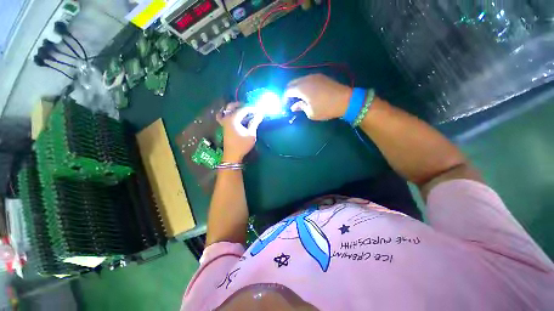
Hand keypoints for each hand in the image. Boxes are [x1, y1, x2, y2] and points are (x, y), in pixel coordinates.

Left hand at [217, 103, 263, 162]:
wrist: (232, 155)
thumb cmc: (242, 144)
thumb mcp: (251, 134)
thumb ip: (255, 122)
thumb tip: (260, 114)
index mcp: (233, 119)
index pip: (243, 109)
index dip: (252, 109)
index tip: (259, 110)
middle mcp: (227, 118)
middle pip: (232, 106)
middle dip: (242, 105)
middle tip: (251, 108)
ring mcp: (223, 122)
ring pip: (226, 110)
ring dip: (234, 108)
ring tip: (242, 110)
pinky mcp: (224, 126)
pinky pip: (222, 116)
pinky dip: (225, 113)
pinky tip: (230, 114)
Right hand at [284, 74, 351, 119]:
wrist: (346, 100)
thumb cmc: (326, 108)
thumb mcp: (311, 112)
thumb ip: (300, 107)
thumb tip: (294, 106)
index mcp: (301, 88)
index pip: (287, 91)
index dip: (284, 98)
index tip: (284, 104)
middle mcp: (306, 79)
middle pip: (292, 83)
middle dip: (288, 92)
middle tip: (289, 101)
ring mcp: (314, 76)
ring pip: (299, 80)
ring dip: (296, 88)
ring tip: (297, 97)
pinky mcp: (321, 76)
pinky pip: (307, 79)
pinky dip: (303, 85)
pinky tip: (306, 93)